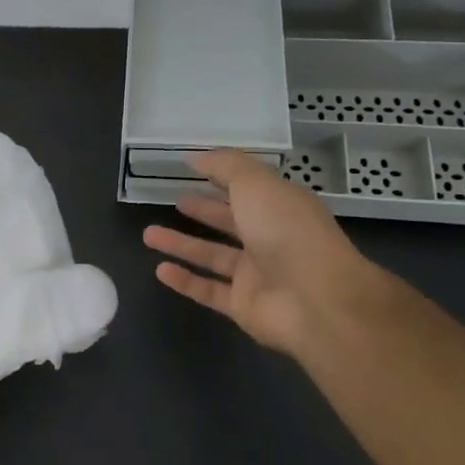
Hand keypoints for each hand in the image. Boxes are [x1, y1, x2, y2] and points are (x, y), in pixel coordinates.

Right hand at [143, 151, 381, 357]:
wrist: (316, 301)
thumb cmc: (287, 232)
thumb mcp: (256, 184)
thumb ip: (226, 166)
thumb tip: (196, 158)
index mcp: (280, 207)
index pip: (248, 189)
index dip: (223, 177)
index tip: (192, 169)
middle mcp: (270, 239)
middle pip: (230, 222)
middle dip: (204, 210)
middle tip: (175, 200)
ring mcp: (258, 275)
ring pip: (213, 256)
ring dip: (181, 245)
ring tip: (148, 234)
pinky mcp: (244, 306)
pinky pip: (208, 291)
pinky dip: (185, 281)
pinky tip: (160, 269)